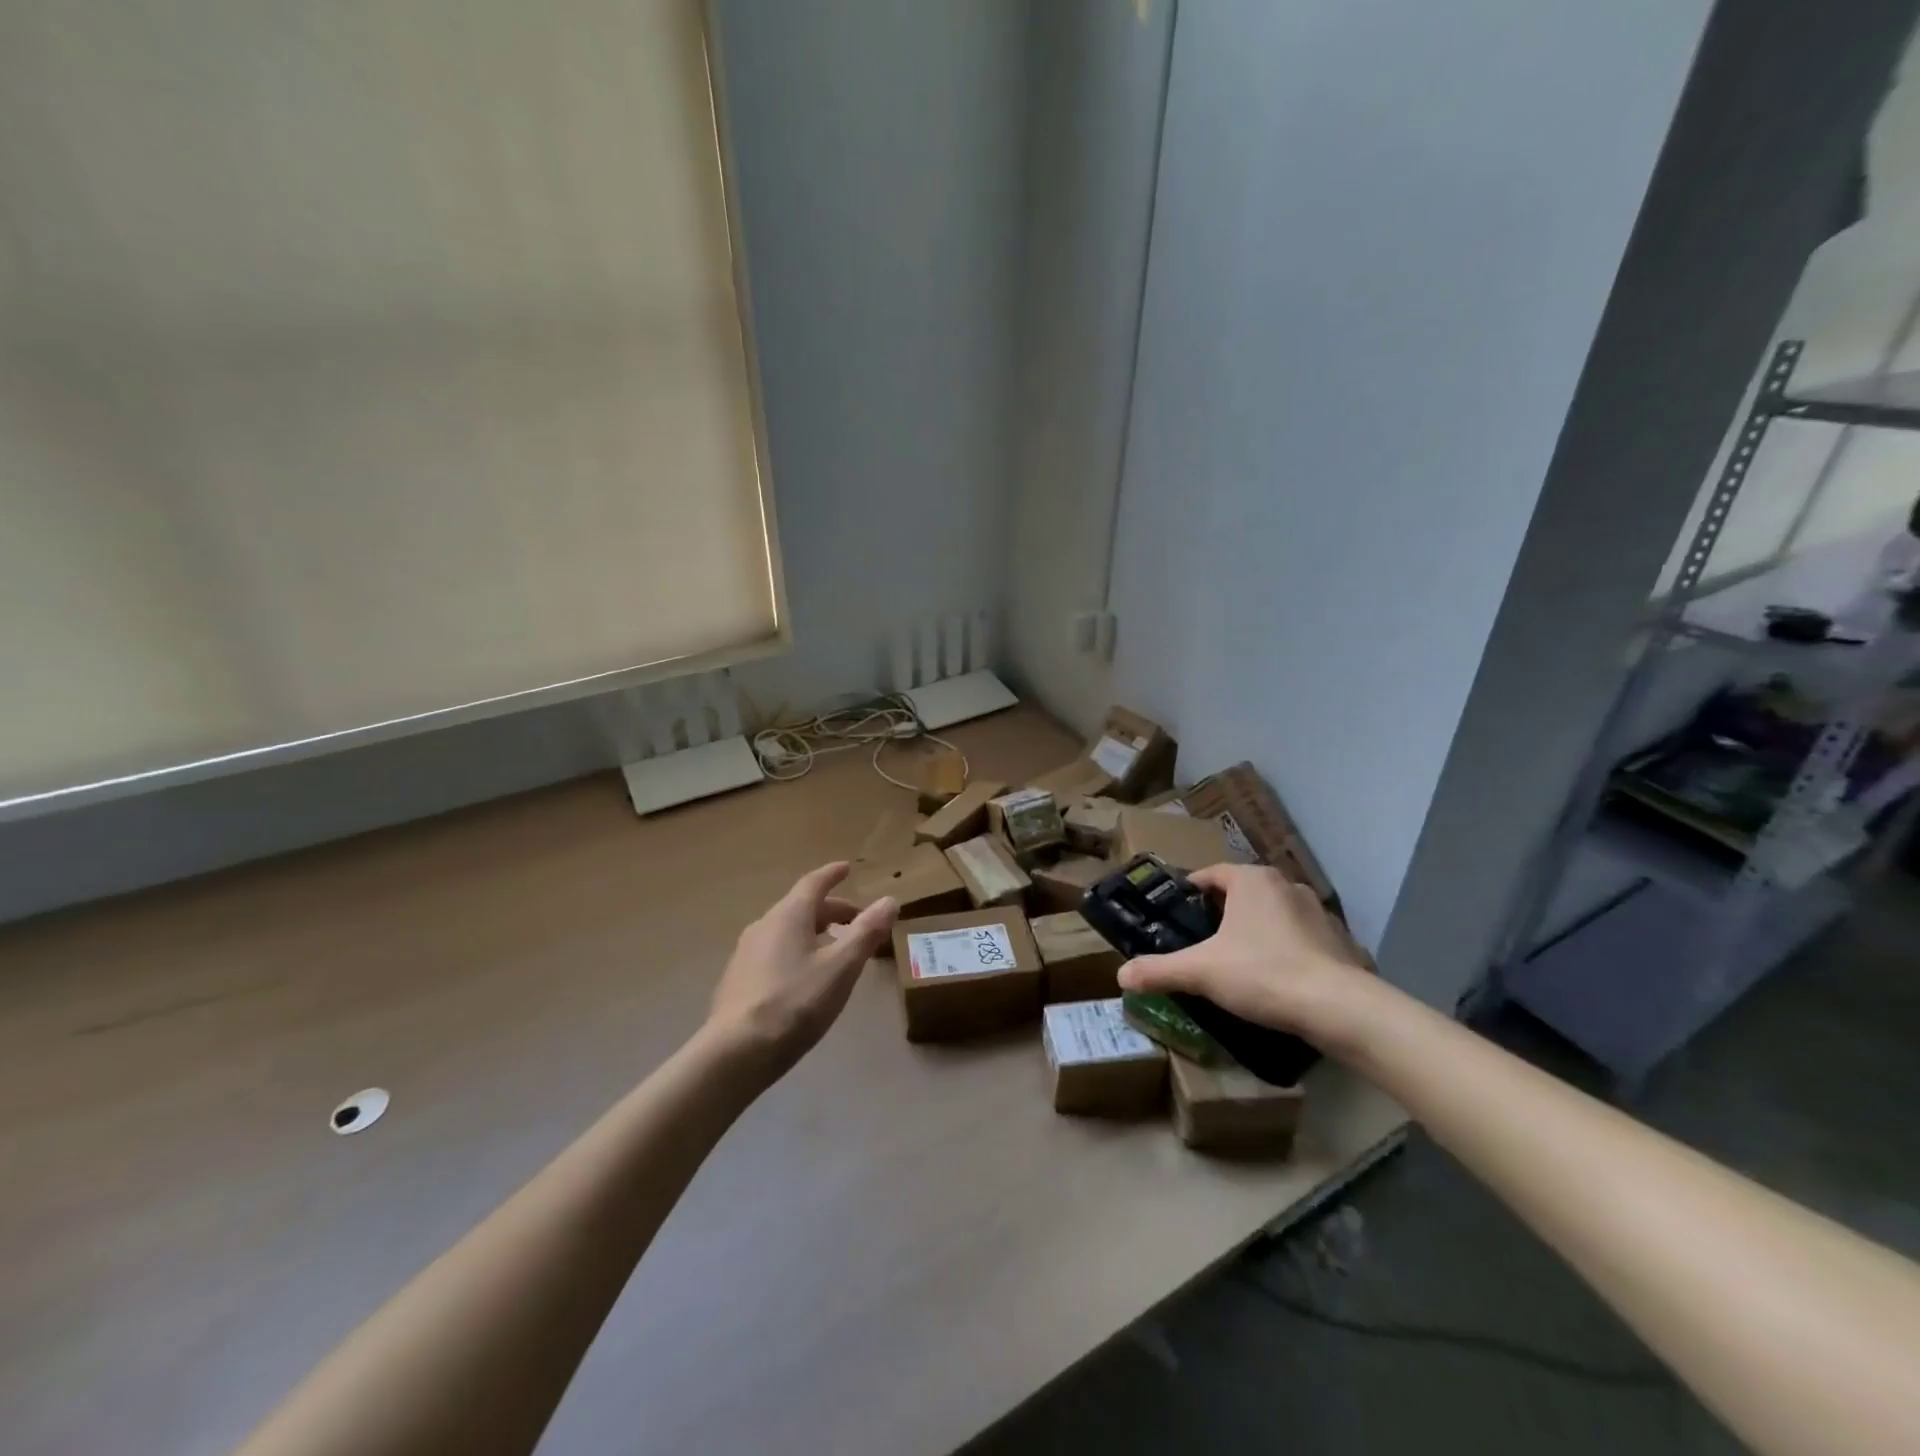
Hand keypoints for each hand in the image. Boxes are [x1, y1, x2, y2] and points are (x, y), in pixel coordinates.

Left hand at [706, 862, 897, 1080]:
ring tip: (835, 949)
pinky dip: (796, 951)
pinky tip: (805, 976)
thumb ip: (866, 933)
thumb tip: (889, 900)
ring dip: (814, 932)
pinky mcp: (738, 980)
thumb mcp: (841, 968)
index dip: (832, 875)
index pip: (813, 883)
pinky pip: (774, 952)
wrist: (736, 1053)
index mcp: (788, 916)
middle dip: (831, 910)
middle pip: (801, 907)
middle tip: (856, 919)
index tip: (847, 868)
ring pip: (786, 930)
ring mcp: (746, 953)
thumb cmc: (795, 1003)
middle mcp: (764, 926)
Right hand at [1117, 864, 1369, 1047]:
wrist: (1338, 1007)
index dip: (1191, 891)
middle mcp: (1285, 885)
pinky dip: (1284, 949)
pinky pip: (1300, 937)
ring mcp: (1317, 911)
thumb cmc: (1262, 973)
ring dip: (1255, 929)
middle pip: (1242, 892)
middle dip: (1222, 912)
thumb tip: (1121, 975)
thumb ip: (1159, 970)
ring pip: (1273, 913)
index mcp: (1251, 880)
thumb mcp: (1200, 972)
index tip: (1177, 912)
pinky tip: (1275, 977)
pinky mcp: (1339, 940)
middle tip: (1201, 939)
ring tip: (1237, 959)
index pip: (1212, 874)